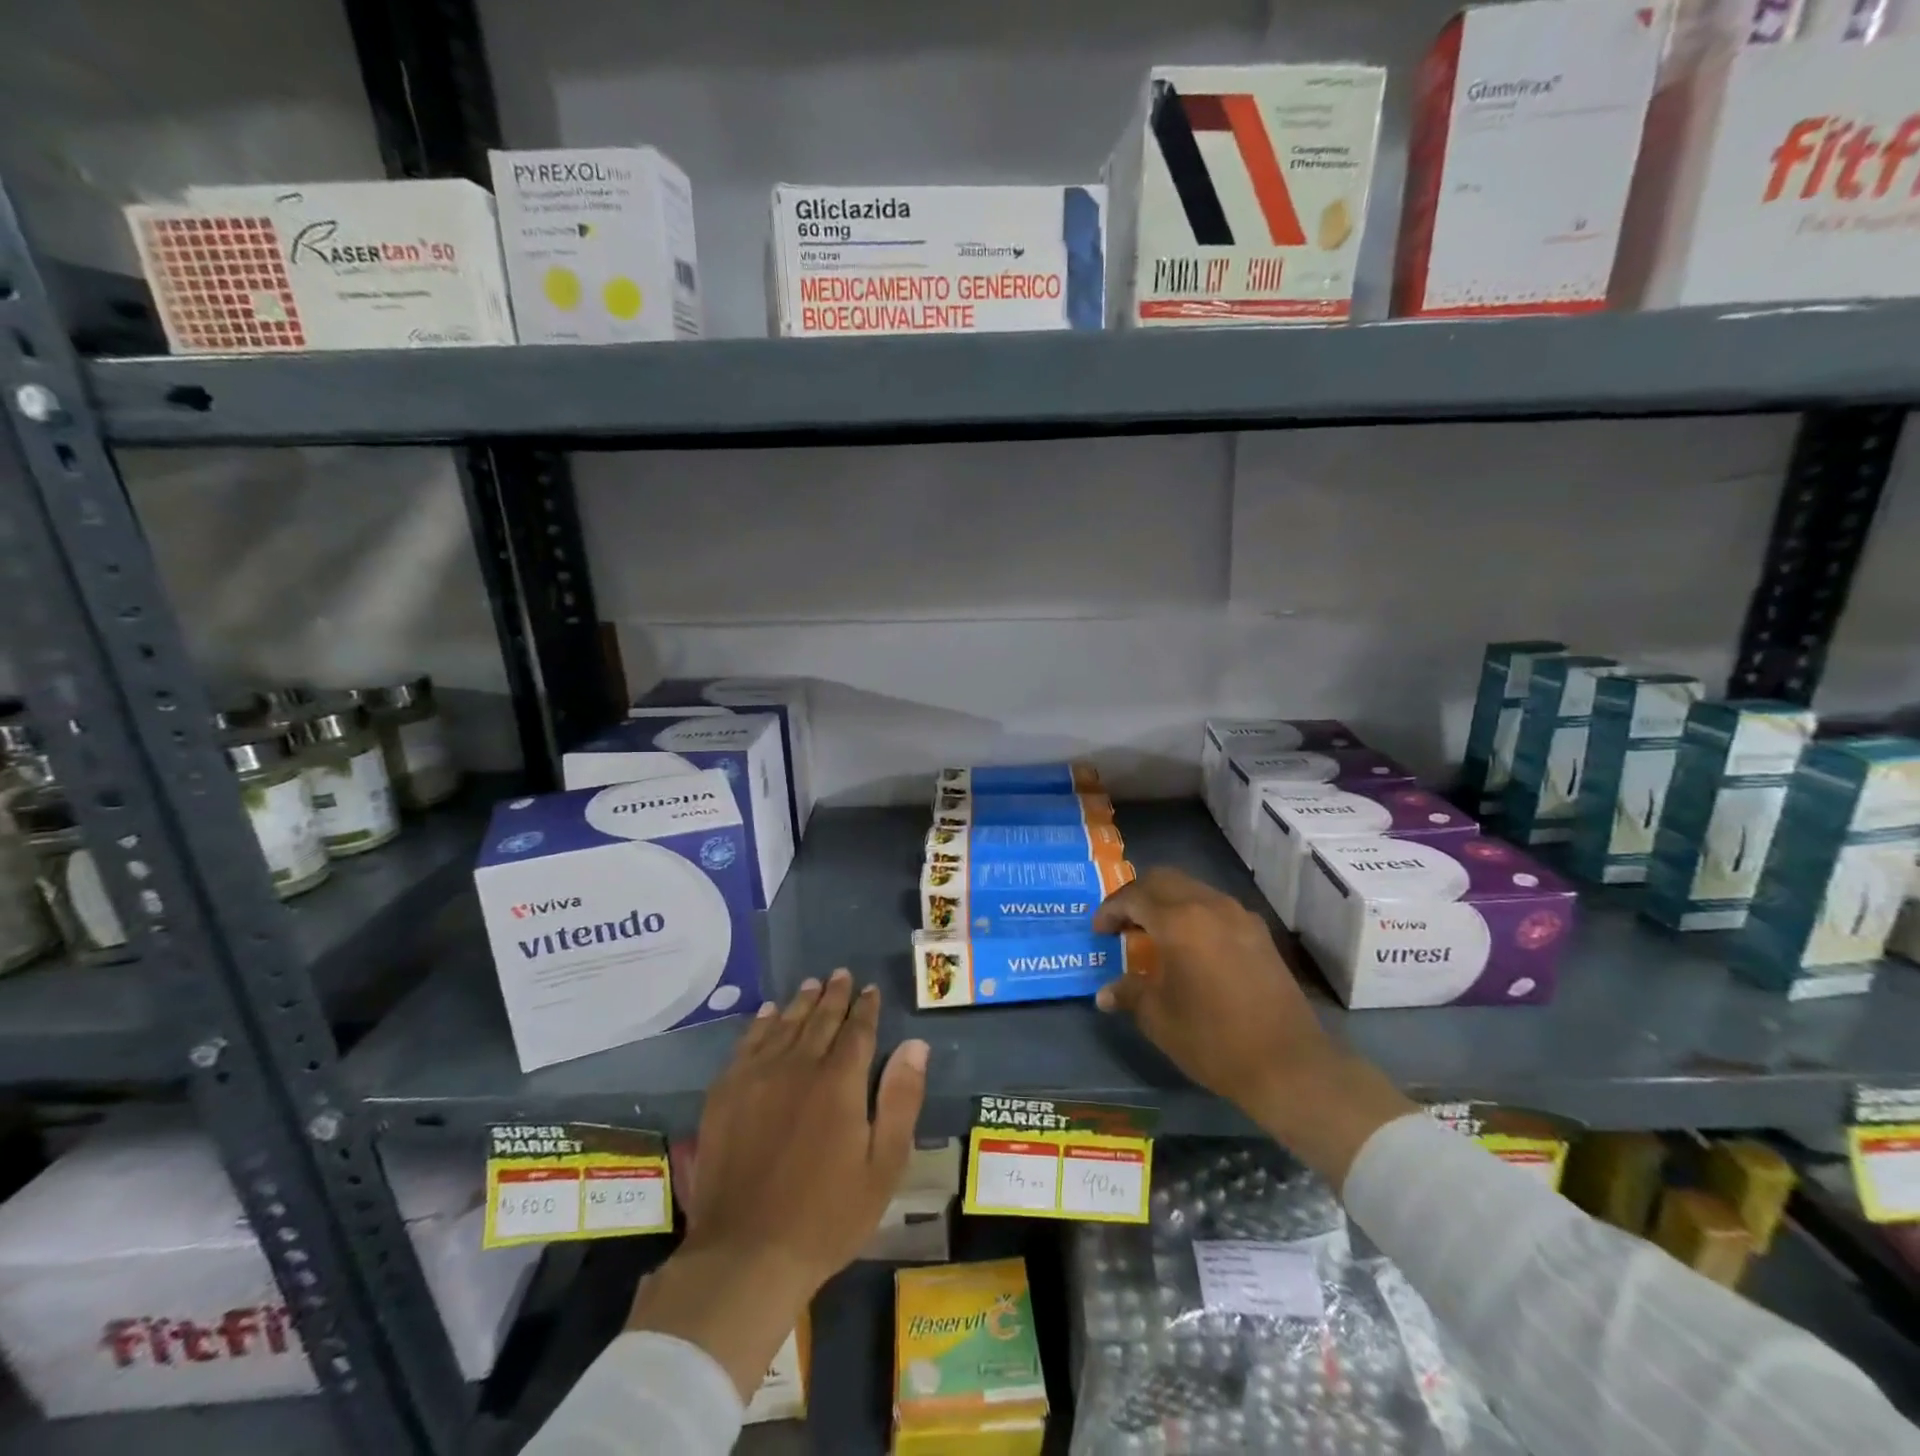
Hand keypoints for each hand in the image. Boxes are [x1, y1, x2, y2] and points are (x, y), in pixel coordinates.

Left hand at [626, 971, 928, 1401]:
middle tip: (841, 974)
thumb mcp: (883, 1165)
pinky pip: (747, 1044)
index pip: (857, 1031)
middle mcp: (798, 1066)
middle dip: (834, 996)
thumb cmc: (827, 1216)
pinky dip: (761, 1024)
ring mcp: (756, 1077)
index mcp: (839, 1082)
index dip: (866, 1008)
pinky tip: (768, 1014)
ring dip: (800, 1002)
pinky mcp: (725, 1094)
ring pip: (784, 1025)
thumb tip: (915, 1044)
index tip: (871, 989)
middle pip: (819, 1020)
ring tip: (811, 985)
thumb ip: (901, 1099)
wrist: (746, 1254)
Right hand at [1093, 867, 1329, 1107]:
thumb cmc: (1213, 1040)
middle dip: (1136, 895)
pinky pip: (1215, 905)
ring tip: (1153, 932)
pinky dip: (1193, 912)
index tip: (1099, 931)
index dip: (1110, 910)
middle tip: (1122, 923)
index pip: (1133, 897)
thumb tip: (1105, 993)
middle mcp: (1208, 905)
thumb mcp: (1159, 1019)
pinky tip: (1190, 945)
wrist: (1288, 1064)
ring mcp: (1238, 915)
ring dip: (1166, 900)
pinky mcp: (1258, 931)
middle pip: (1162, 879)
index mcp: (1178, 921)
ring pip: (1191, 888)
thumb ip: (1130, 993)